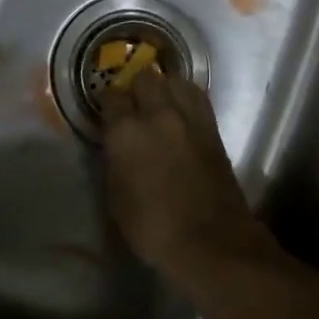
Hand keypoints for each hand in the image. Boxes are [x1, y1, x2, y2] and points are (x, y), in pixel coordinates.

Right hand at [99, 67, 277, 292]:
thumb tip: (117, 145)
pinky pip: (196, 96)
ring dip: (163, 86)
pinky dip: (185, 96)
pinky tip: (181, 109)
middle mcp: (158, 114)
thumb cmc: (153, 228)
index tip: (106, 109)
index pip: (111, 97)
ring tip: (159, 101)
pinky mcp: (212, 127)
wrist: (211, 240)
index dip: (107, 101)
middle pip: (145, 78)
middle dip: (135, 86)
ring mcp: (189, 117)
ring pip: (174, 80)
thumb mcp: (117, 198)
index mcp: (127, 132)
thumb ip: (114, 161)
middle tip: (132, 103)